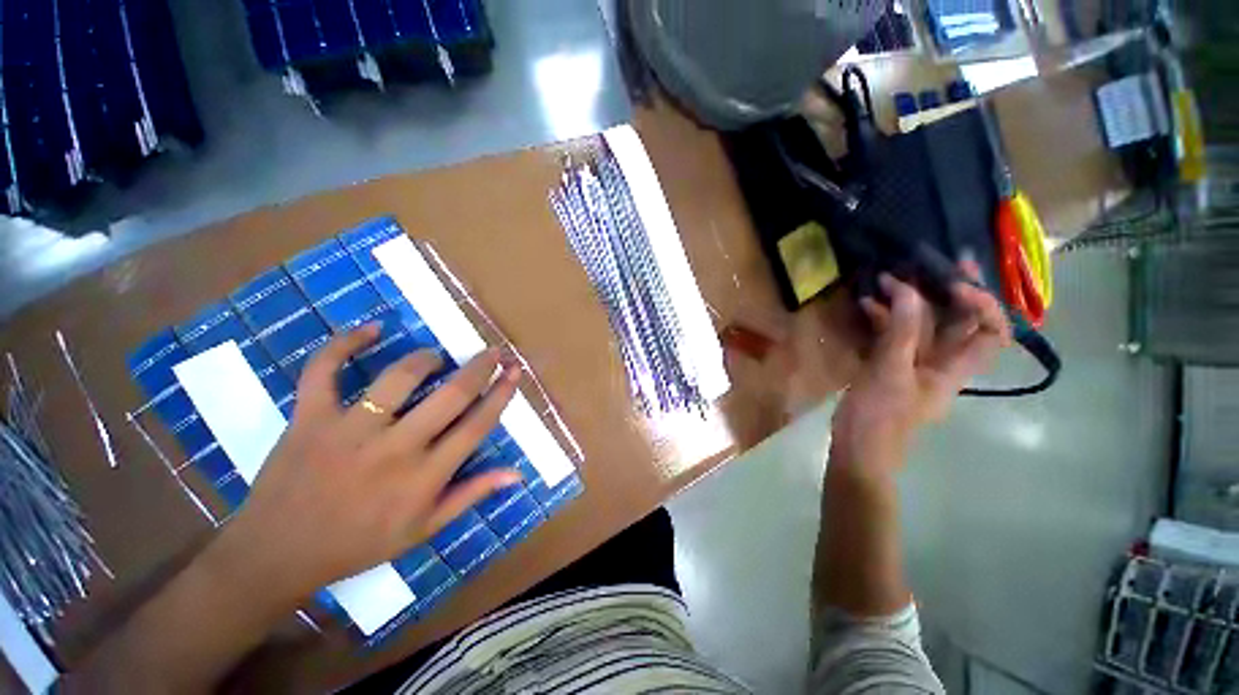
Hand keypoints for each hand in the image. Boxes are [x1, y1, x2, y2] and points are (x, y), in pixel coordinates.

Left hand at [211, 325, 522, 600]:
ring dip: (425, 359)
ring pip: (397, 378)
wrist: (276, 555)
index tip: (513, 372)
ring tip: (435, 357)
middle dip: (479, 367)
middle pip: (450, 395)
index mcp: (424, 477)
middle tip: (492, 351)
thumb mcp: (424, 530)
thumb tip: (517, 473)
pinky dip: (345, 344)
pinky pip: (324, 371)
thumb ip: (472, 495)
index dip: (501, 394)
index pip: (477, 425)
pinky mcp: (309, 419)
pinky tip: (371, 329)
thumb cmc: (358, 544)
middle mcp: (394, 448)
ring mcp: (349, 430)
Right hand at [831, 261, 1010, 473]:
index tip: (954, 282)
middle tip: (935, 261)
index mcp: (955, 369)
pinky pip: (894, 336)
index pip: (992, 332)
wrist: (857, 448)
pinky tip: (867, 304)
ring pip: (923, 326)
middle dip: (950, 291)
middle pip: (959, 323)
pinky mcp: (889, 366)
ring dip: (910, 302)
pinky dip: (885, 318)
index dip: (982, 303)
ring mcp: (914, 364)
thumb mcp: (890, 371)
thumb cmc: (879, 416)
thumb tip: (909, 289)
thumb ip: (902, 331)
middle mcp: (942, 363)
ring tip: (890, 277)